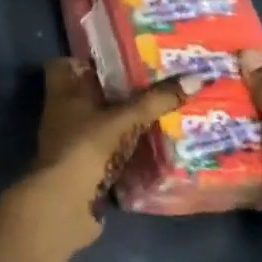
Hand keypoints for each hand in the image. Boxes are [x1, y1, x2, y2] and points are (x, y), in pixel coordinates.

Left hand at [0, 59, 191, 261]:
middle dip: (118, 92)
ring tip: (162, 112)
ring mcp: (72, 146)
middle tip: (154, 83)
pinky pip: (109, 154)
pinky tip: (156, 148)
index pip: (65, 66)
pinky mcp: (84, 172)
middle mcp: (63, 116)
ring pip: (100, 126)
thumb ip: (156, 100)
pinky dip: (128, 151)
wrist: (63, 206)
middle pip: (89, 96)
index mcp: (63, 94)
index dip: (87, 59)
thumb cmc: (85, 148)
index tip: (120, 56)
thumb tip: (198, 78)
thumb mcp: (123, 118)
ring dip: (125, 123)